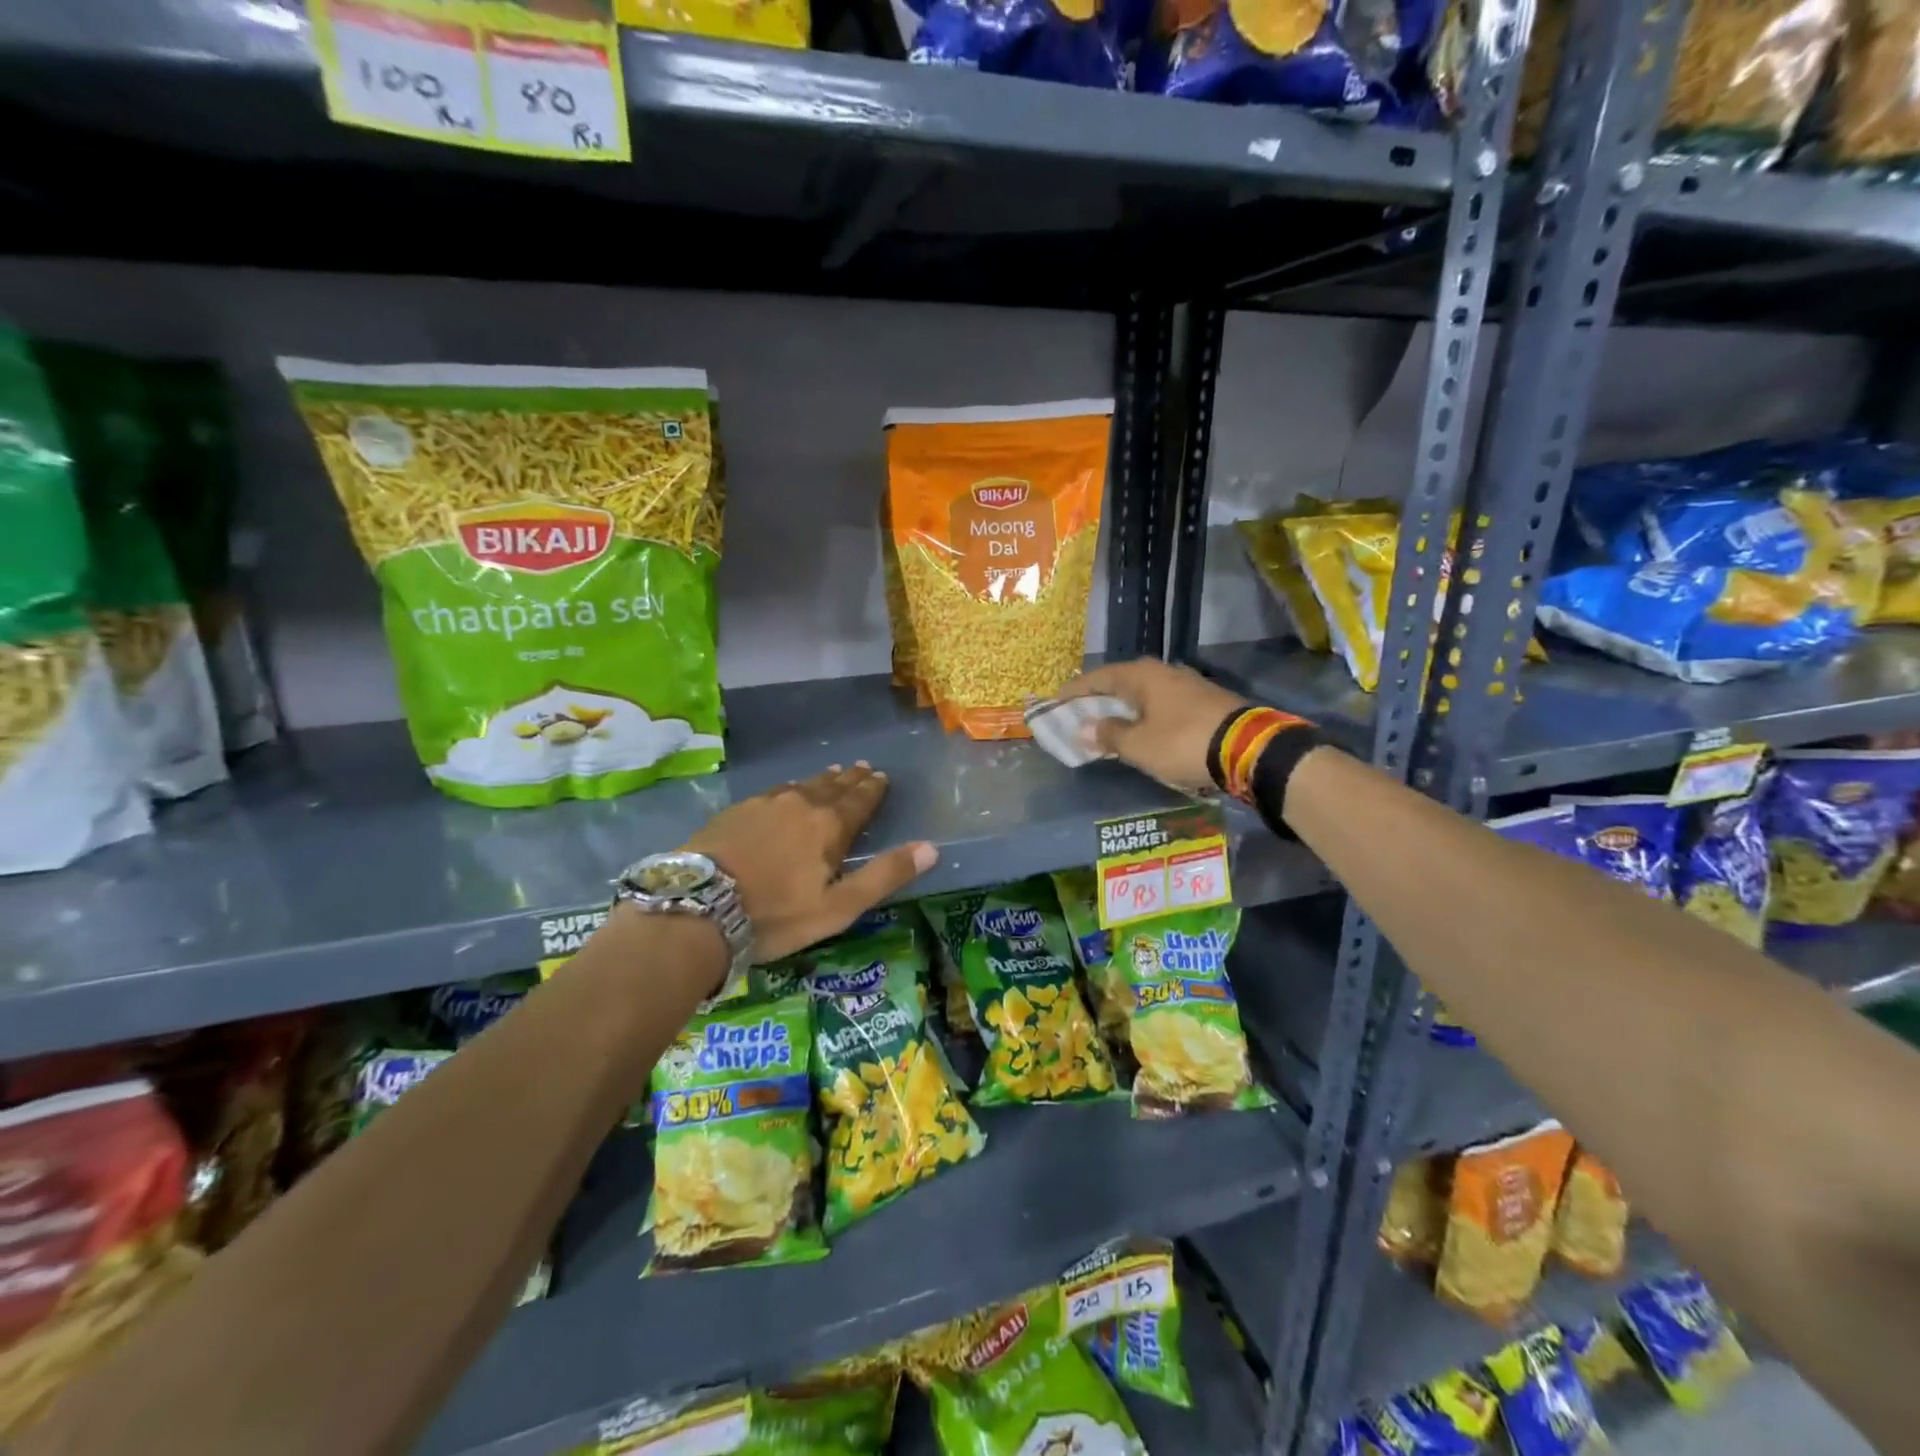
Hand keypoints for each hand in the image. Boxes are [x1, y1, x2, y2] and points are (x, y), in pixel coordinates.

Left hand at [687, 763, 937, 963]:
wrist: (699, 906)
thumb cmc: (777, 913)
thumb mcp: (839, 906)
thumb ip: (884, 875)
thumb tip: (930, 848)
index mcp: (829, 825)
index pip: (859, 800)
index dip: (873, 789)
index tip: (881, 776)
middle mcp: (800, 804)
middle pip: (832, 786)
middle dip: (850, 779)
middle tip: (861, 767)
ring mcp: (764, 804)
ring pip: (801, 785)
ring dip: (821, 780)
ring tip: (831, 774)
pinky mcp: (736, 811)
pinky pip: (773, 792)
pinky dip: (789, 789)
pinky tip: (785, 792)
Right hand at [1061, 659, 1247, 793]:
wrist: (1248, 748)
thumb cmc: (1182, 743)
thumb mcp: (1138, 745)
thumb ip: (1109, 735)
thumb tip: (1086, 728)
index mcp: (1141, 676)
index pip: (1098, 678)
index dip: (1075, 691)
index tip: (1056, 701)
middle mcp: (1163, 672)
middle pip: (1122, 682)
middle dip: (1100, 698)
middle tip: (1080, 713)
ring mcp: (1187, 685)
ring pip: (1144, 693)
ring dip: (1124, 708)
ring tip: (1109, 723)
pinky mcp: (1205, 701)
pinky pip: (1162, 704)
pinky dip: (1146, 715)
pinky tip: (1143, 729)